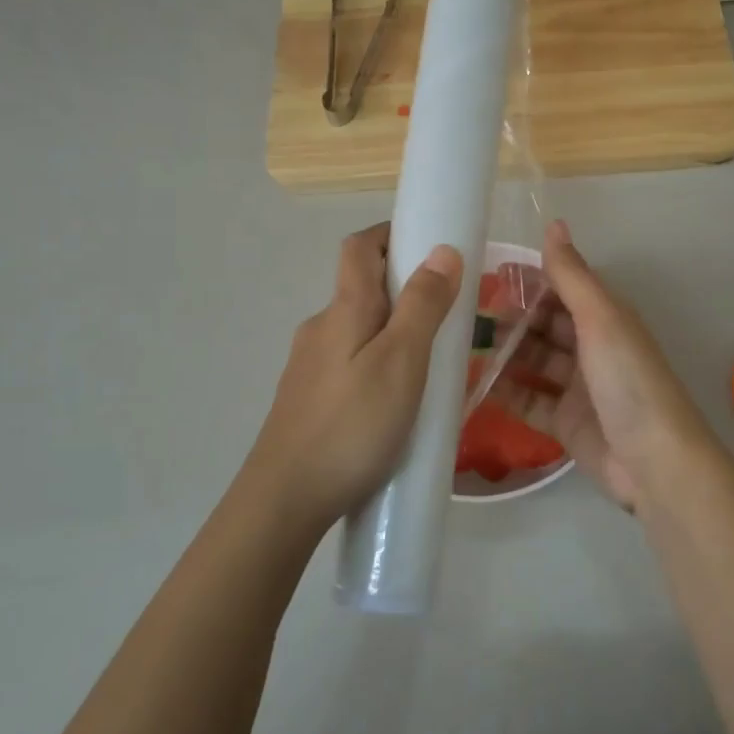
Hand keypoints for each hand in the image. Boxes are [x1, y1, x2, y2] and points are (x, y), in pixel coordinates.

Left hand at [244, 224, 462, 532]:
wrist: (284, 500)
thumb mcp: (401, 362)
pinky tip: (397, 401)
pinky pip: (350, 363)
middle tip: (449, 313)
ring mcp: (309, 367)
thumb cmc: (352, 426)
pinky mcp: (308, 400)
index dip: (391, 233)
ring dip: (393, 330)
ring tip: (431, 363)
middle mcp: (320, 328)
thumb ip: (423, 305)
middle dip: (404, 288)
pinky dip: (378, 362)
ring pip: (357, 330)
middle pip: (361, 288)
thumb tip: (443, 250)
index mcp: (344, 310)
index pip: (360, 247)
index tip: (430, 242)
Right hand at [490, 220, 728, 512]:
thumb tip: (554, 223)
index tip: (487, 273)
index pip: (562, 289)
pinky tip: (473, 384)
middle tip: (466, 314)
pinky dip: (505, 392)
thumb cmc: (628, 380)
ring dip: (504, 353)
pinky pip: (529, 400)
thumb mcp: (601, 319)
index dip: (529, 280)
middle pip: (545, 325)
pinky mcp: (565, 422)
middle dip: (511, 318)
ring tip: (463, 345)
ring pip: (534, 361)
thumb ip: (572, 275)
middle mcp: (593, 348)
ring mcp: (578, 387)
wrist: (654, 461)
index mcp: (606, 319)